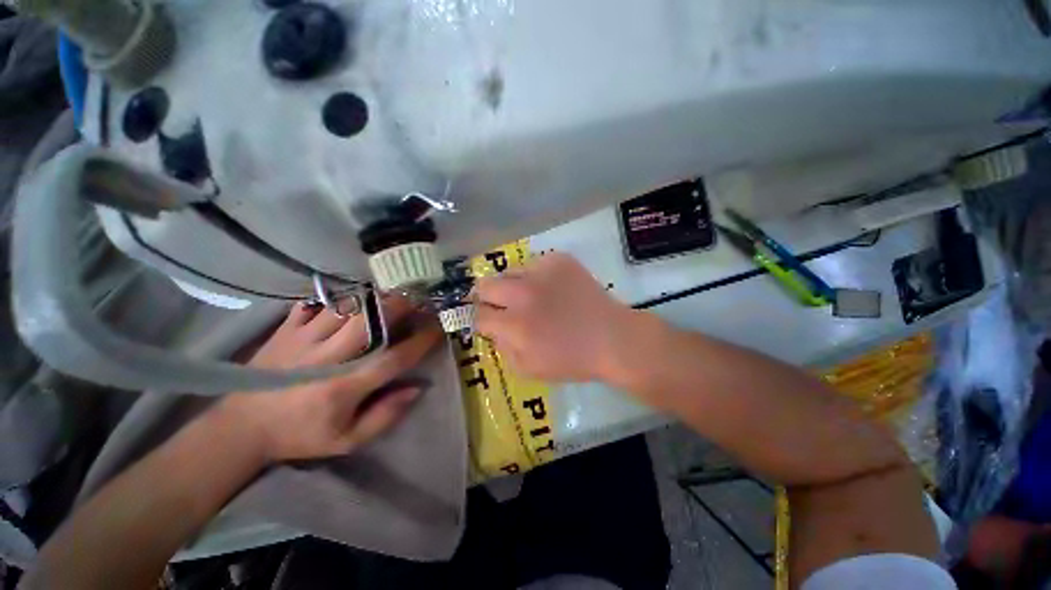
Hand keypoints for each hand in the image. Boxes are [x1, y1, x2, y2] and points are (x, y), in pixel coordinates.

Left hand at [220, 297, 442, 461]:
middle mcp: (327, 358)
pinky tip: (351, 298)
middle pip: (370, 322)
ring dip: (373, 298)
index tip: (439, 328)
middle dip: (399, 306)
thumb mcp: (346, 440)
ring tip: (391, 294)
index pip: (393, 358)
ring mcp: (303, 340)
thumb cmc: (300, 435)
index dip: (421, 341)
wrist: (240, 428)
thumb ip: (384, 416)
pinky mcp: (285, 330)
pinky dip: (338, 298)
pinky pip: (316, 304)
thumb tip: (416, 388)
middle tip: (417, 298)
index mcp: (344, 387)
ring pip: (346, 307)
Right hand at [474, 253, 634, 382]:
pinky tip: (553, 288)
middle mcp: (523, 293)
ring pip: (509, 271)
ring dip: (514, 285)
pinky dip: (537, 276)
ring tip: (532, 296)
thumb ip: (502, 348)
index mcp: (515, 324)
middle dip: (488, 297)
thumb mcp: (528, 369)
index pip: (478, 314)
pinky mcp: (559, 260)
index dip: (481, 319)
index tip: (489, 320)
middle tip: (502, 305)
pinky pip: (534, 264)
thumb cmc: (572, 360)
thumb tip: (493, 328)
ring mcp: (542, 271)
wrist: (613, 338)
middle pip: (485, 285)